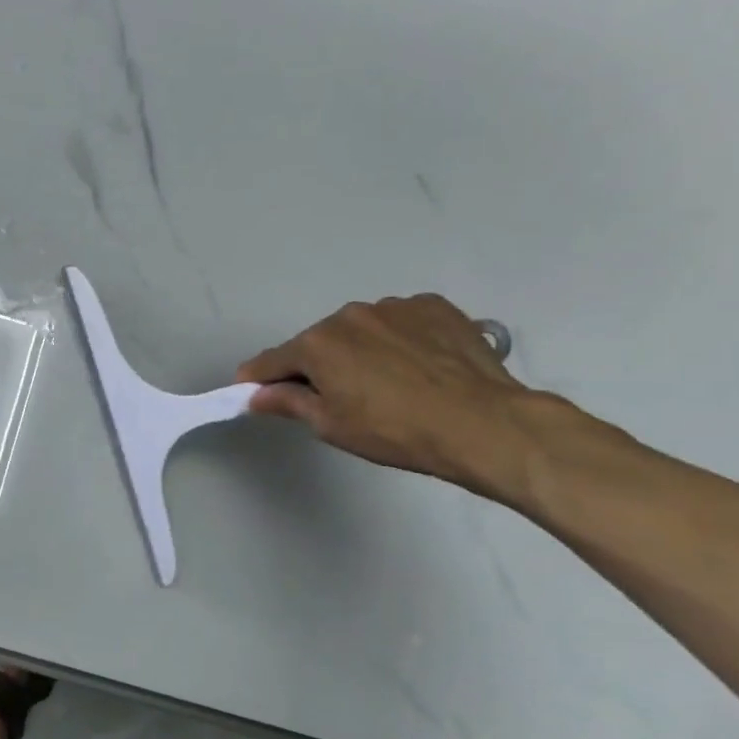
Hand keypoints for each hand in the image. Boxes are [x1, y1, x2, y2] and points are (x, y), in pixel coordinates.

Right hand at [236, 294, 532, 492]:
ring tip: (389, 383)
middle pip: (317, 342)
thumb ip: (287, 403)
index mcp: (316, 343)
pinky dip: (398, 340)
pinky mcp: (433, 307)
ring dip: (359, 350)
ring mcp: (394, 307)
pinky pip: (400, 322)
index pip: (270, 361)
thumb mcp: (331, 425)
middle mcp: (348, 315)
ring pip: (359, 330)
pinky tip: (418, 366)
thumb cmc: (395, 431)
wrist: (484, 424)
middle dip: (317, 366)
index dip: (258, 379)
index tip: (254, 393)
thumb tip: (257, 394)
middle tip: (338, 399)